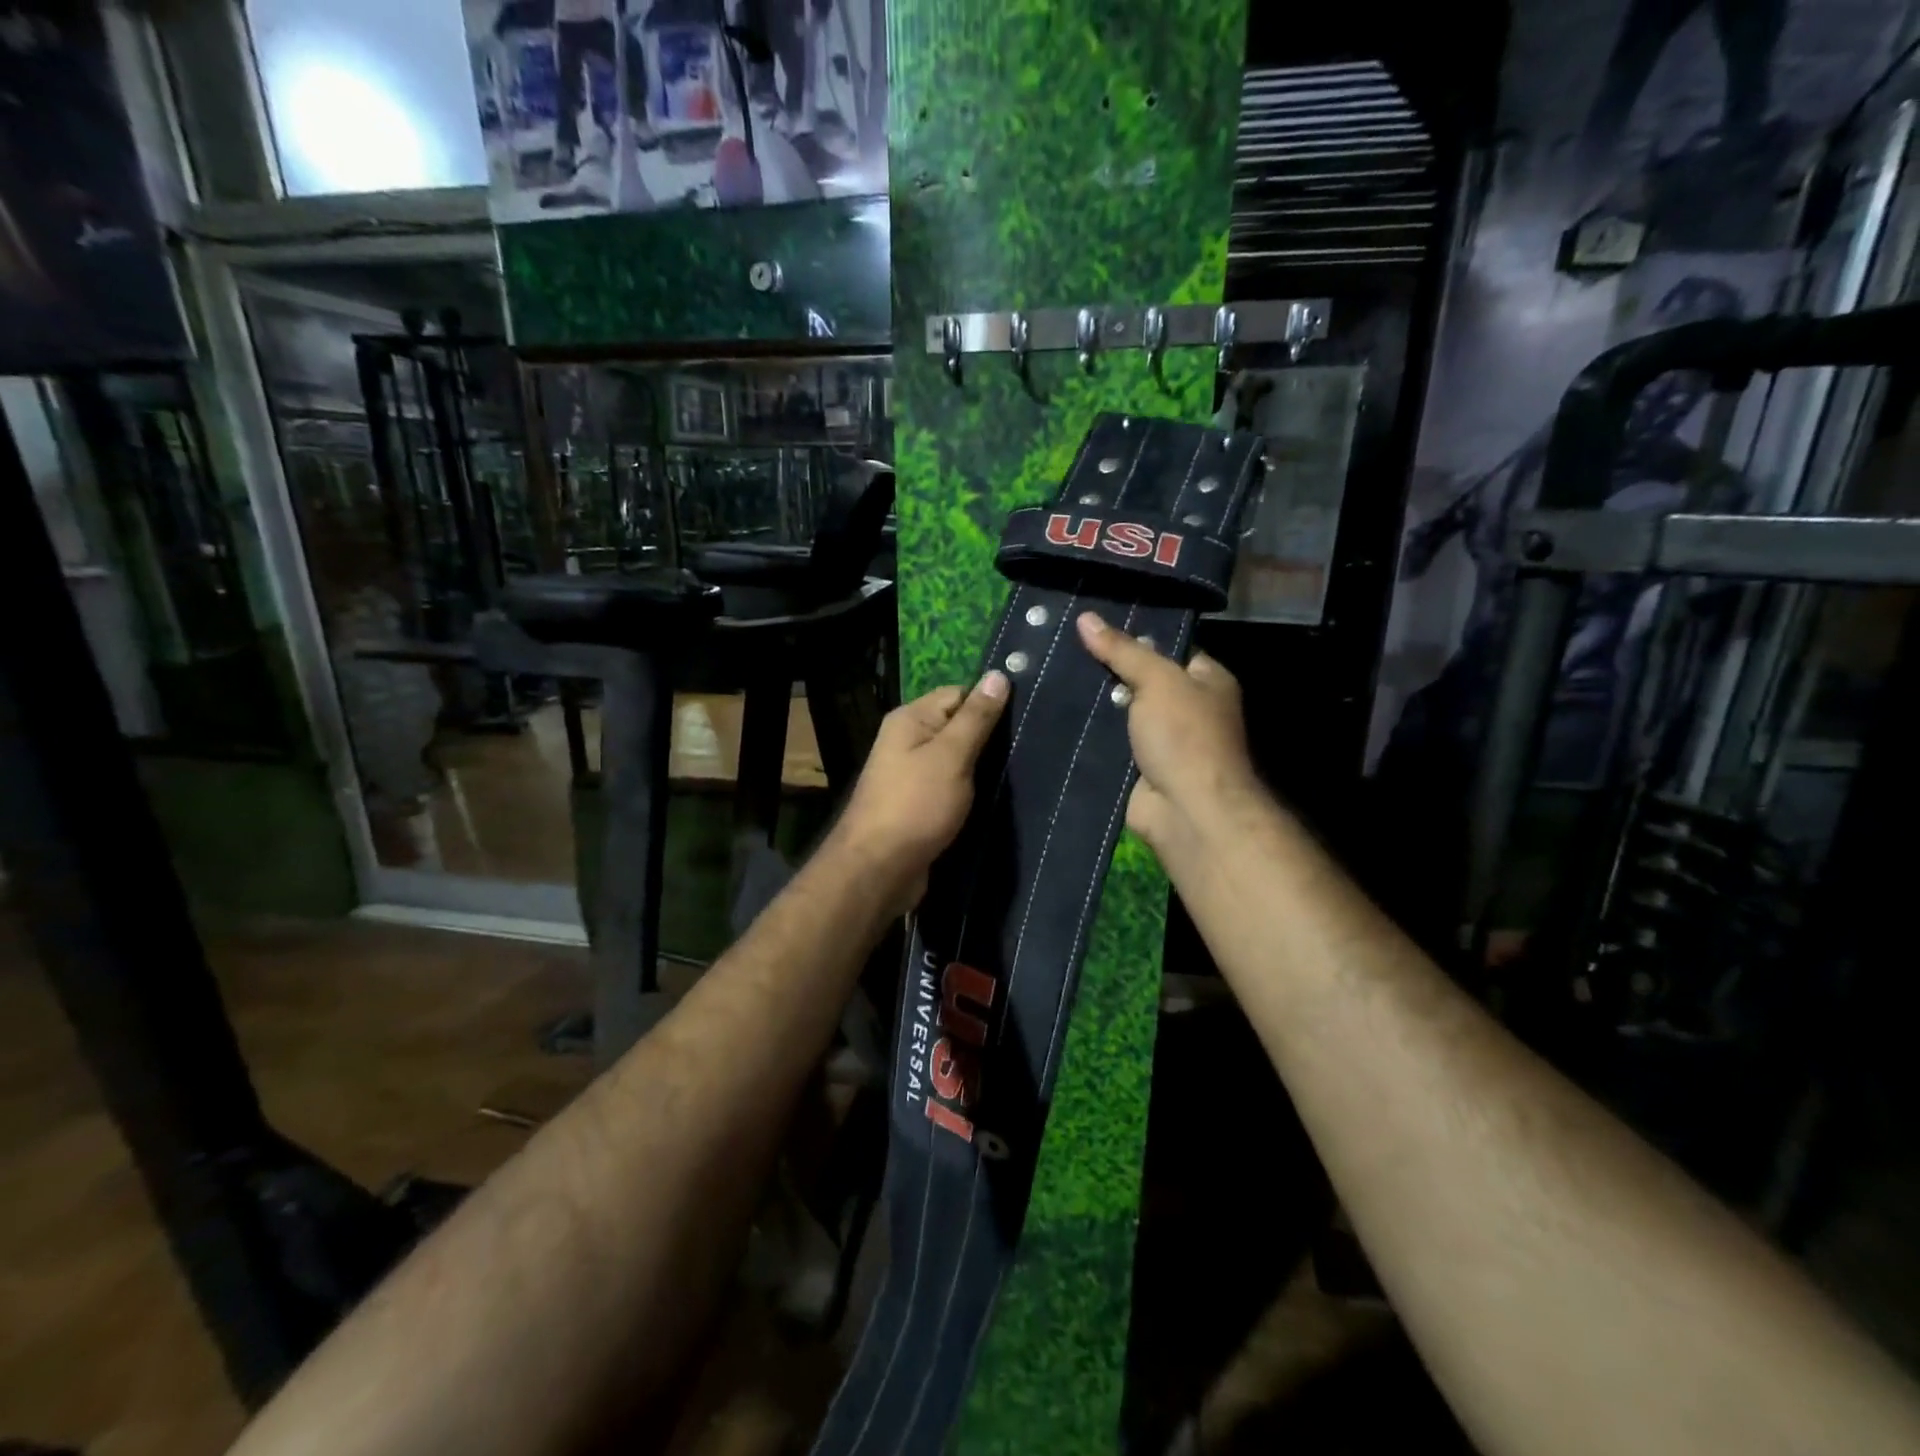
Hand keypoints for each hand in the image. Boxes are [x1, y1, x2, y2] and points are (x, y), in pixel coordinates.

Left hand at [827, 672, 1010, 911]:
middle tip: (1032, 746)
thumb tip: (998, 674)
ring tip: (1023, 771)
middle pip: (958, 727)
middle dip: (991, 737)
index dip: (990, 702)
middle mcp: (908, 741)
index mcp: (911, 719)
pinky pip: (952, 787)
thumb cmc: (916, 805)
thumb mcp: (951, 756)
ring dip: (984, 768)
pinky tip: (999, 797)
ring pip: (958, 760)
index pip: (959, 694)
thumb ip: (976, 717)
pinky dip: (972, 791)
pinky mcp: (920, 805)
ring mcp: (912, 775)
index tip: (1027, 715)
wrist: (879, 869)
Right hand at [1075, 611, 1265, 866]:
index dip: (1134, 634)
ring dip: (1092, 702)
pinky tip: (1053, 714)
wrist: (1185, 810)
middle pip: (1140, 679)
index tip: (1092, 623)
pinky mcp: (1137, 766)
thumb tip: (1085, 617)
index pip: (1168, 647)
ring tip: (1048, 673)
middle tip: (1062, 646)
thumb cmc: (1185, 736)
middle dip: (1106, 669)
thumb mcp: (1157, 680)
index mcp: (1206, 681)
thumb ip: (1122, 649)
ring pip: (1119, 712)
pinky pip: (1108, 741)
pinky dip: (1087, 733)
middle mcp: (1187, 708)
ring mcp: (1161, 740)